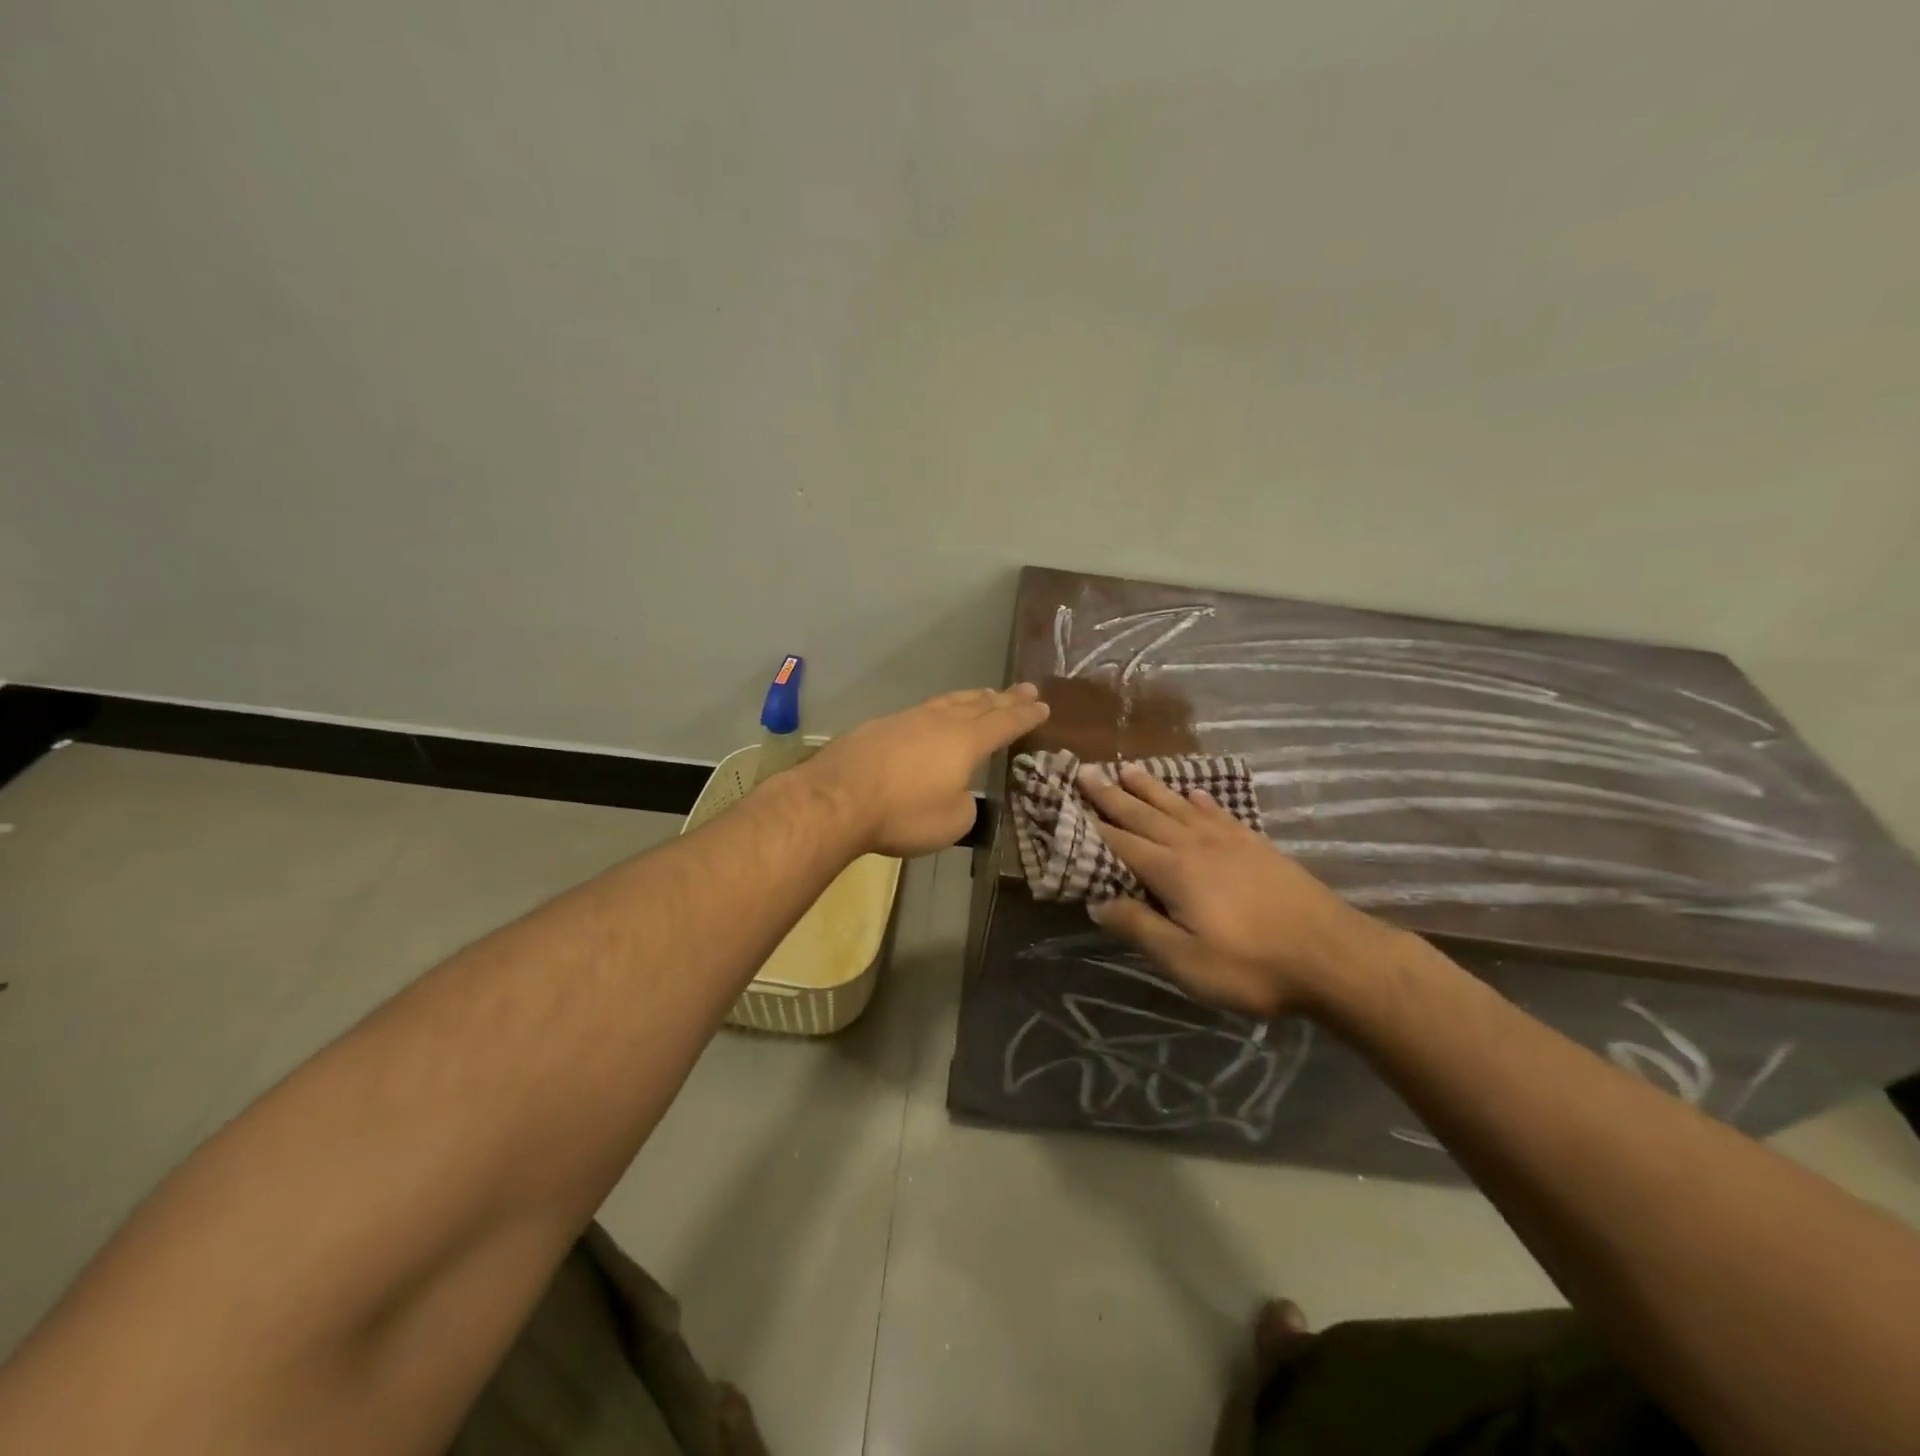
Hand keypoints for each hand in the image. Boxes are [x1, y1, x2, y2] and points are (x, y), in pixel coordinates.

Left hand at [804, 685, 1050, 857]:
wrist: (836, 799)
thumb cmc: (903, 814)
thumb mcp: (952, 822)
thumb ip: (965, 804)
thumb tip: (958, 792)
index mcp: (965, 742)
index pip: (1004, 723)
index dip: (1025, 716)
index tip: (1043, 705)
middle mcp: (939, 722)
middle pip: (979, 705)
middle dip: (1004, 698)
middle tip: (1025, 688)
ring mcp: (905, 720)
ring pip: (947, 703)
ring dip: (971, 698)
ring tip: (985, 694)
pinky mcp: (878, 727)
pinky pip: (920, 712)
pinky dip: (938, 710)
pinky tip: (933, 716)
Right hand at [1077, 763, 1394, 1016]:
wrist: (1334, 957)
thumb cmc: (1252, 966)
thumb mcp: (1186, 961)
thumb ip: (1140, 928)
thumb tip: (1098, 902)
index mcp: (1173, 871)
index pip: (1121, 842)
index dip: (1092, 823)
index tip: (1068, 799)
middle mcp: (1195, 845)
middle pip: (1145, 815)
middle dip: (1113, 794)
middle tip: (1087, 771)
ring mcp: (1229, 841)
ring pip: (1179, 806)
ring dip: (1151, 788)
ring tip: (1129, 769)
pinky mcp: (1256, 846)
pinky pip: (1218, 812)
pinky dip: (1199, 800)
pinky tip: (1194, 793)